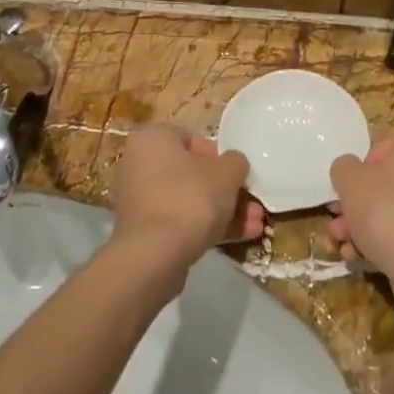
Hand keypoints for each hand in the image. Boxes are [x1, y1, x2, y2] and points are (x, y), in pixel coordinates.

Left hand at [109, 124, 262, 280]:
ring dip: (222, 211)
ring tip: (255, 225)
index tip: (236, 174)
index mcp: (152, 139)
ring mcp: (138, 200)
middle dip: (226, 190)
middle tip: (251, 204)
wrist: (155, 253)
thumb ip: (235, 162)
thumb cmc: (191, 197)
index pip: (190, 139)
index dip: (219, 156)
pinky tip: (239, 238)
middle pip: (191, 174)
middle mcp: (138, 164)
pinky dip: (205, 227)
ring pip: (188, 200)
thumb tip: (234, 164)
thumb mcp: (227, 172)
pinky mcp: (142, 230)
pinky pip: (178, 220)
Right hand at [328, 133, 393, 304]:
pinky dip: (387, 243)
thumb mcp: (350, 180)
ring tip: (343, 246)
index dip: (359, 172)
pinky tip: (361, 259)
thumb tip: (349, 171)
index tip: (346, 192)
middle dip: (359, 206)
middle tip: (338, 223)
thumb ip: (344, 168)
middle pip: (390, 184)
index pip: (384, 149)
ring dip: (365, 227)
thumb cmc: (387, 209)